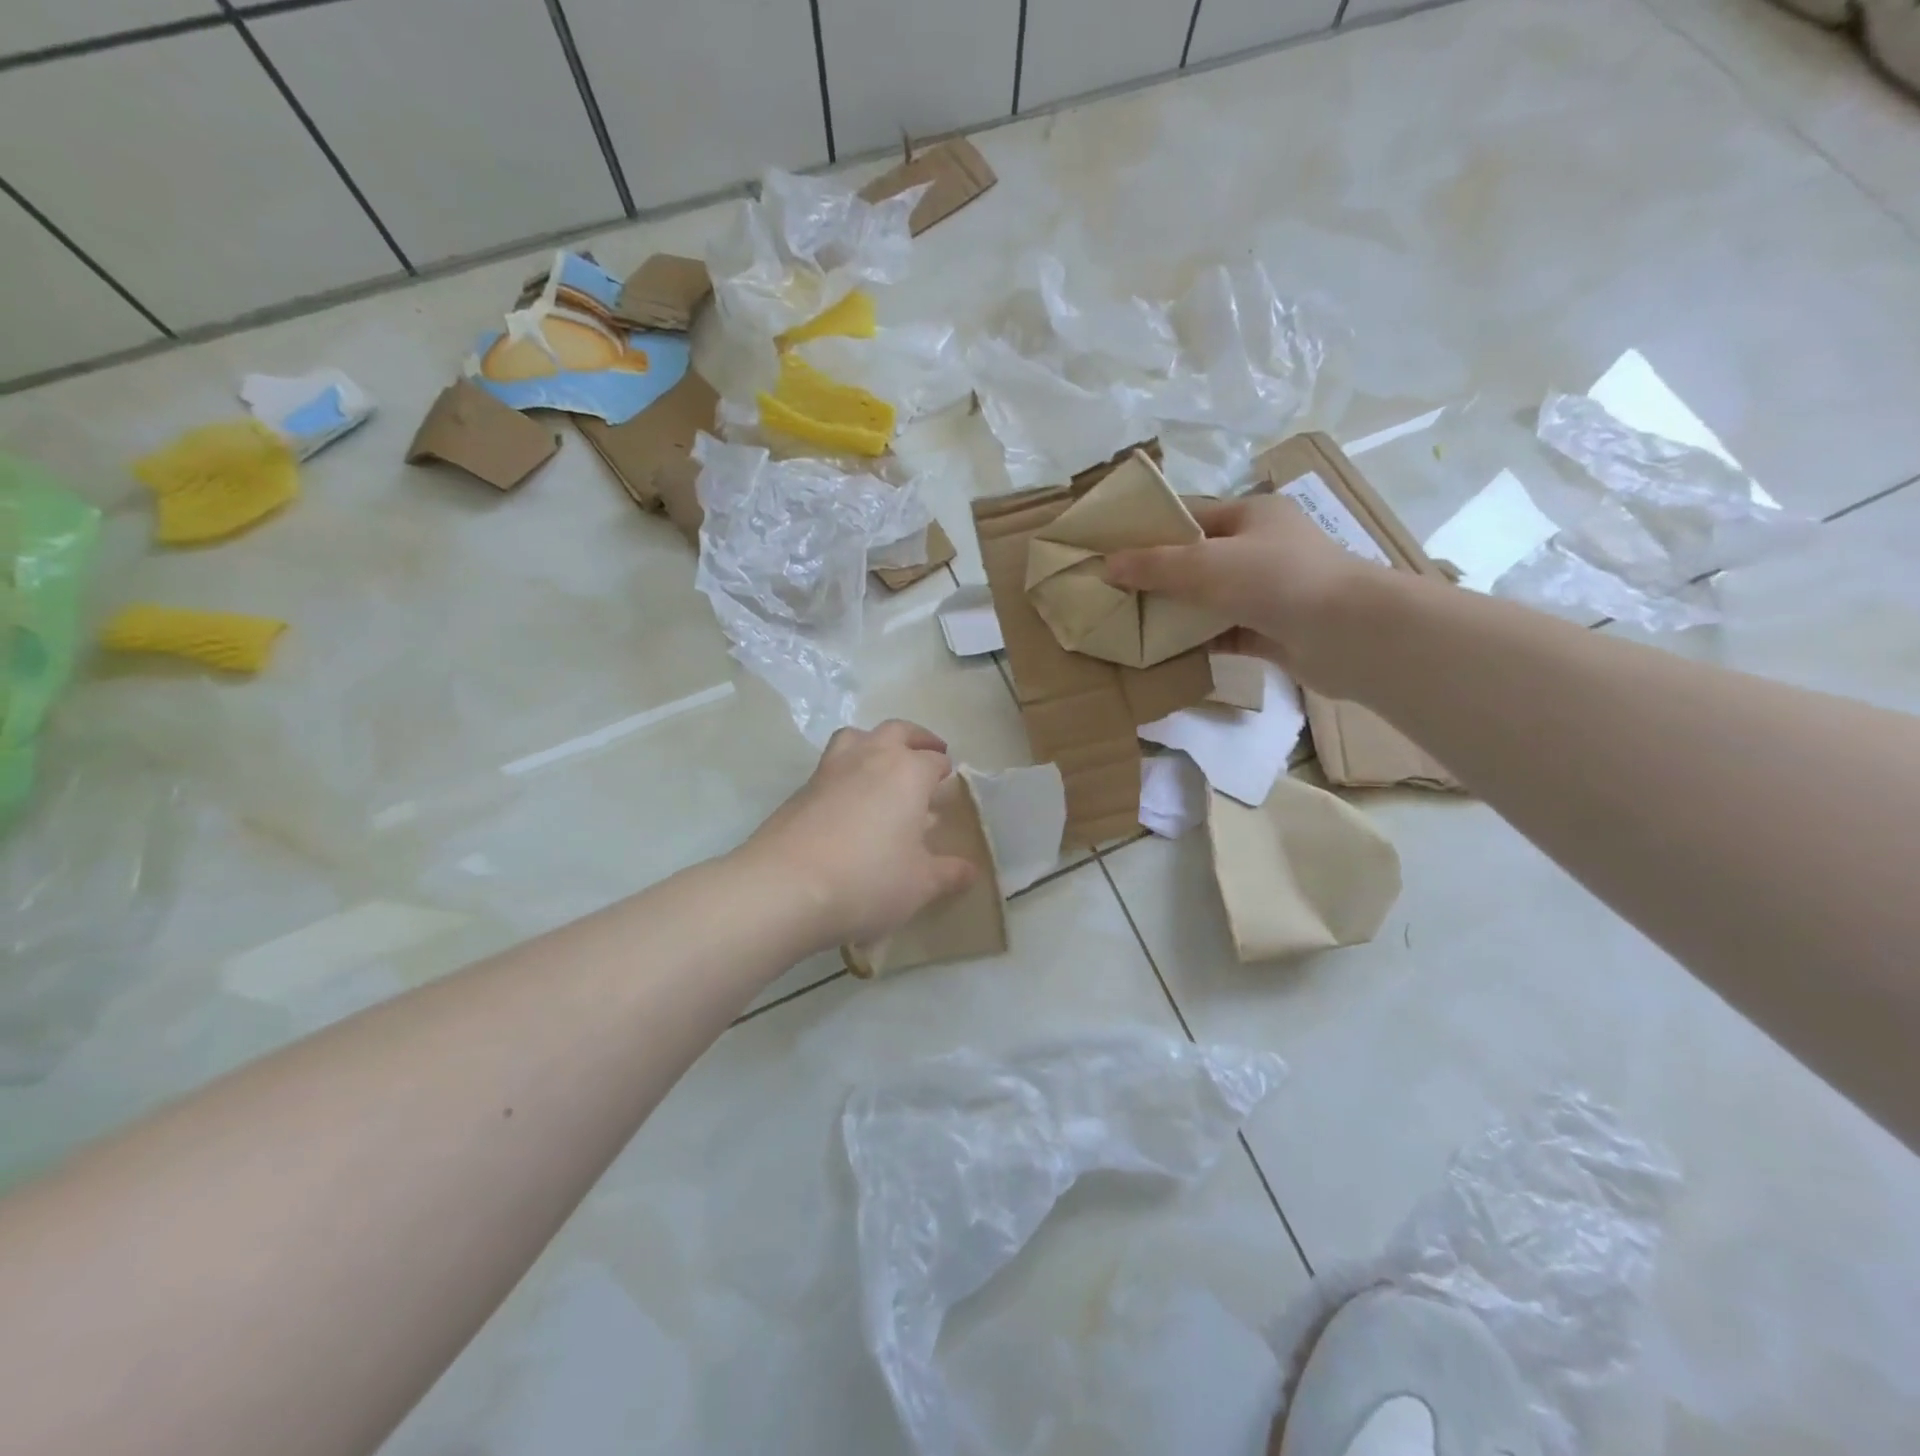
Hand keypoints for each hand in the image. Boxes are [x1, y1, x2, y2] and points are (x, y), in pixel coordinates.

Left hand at [739, 719, 979, 951]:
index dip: (944, 771)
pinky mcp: (801, 789)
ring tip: (883, 764)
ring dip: (875, 743)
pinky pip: (831, 766)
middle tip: (928, 753)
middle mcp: (870, 758)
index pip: (934, 760)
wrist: (785, 888)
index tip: (948, 782)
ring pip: (857, 737)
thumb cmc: (867, 880)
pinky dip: (847, 771)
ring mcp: (830, 770)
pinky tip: (849, 803)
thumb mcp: (920, 885)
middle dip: (917, 739)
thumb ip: (948, 874)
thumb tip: (970, 871)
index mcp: (907, 772)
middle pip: (897, 731)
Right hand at [1104, 494, 1390, 696]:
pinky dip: (1196, 641)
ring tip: (1129, 625)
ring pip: (1209, 600)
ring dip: (1176, 613)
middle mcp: (1263, 549)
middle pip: (1197, 560)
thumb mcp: (1205, 564)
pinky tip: (1162, 652)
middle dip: (1158, 578)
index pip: (1192, 517)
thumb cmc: (1276, 579)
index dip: (1151, 533)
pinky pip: (1223, 633)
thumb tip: (1107, 565)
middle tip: (1114, 594)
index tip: (1112, 553)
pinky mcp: (1272, 631)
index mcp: (1252, 515)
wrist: (1348, 633)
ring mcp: (1270, 592)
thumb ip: (1154, 565)